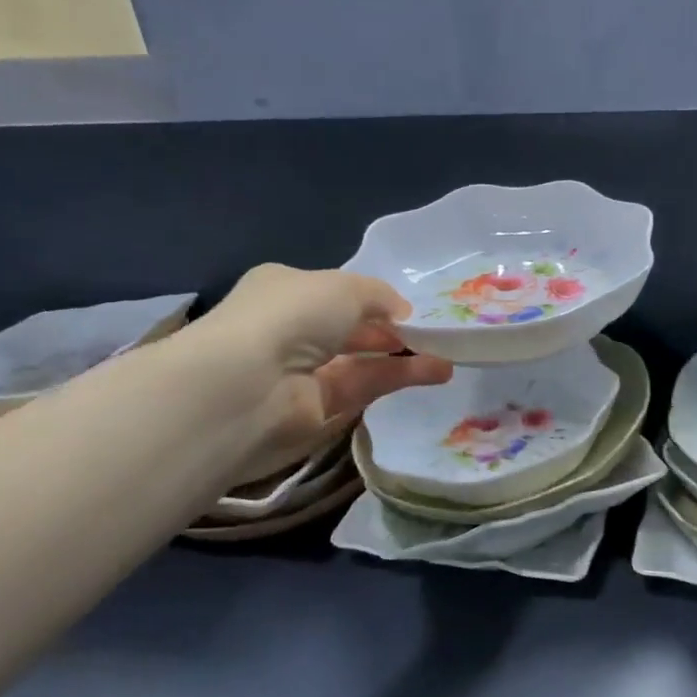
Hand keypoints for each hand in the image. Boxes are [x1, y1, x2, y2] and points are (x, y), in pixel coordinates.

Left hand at [180, 264, 452, 480]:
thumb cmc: (291, 315)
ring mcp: (302, 372)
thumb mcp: (344, 287)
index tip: (409, 308)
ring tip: (448, 355)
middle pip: (351, 329)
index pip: (335, 293)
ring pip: (362, 361)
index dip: (373, 299)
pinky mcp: (317, 410)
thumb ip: (379, 295)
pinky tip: (435, 371)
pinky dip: (399, 379)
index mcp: (286, 290)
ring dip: (404, 357)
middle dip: (391, 330)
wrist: (249, 384)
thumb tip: (402, 313)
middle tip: (434, 334)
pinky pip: (364, 388)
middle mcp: (291, 329)